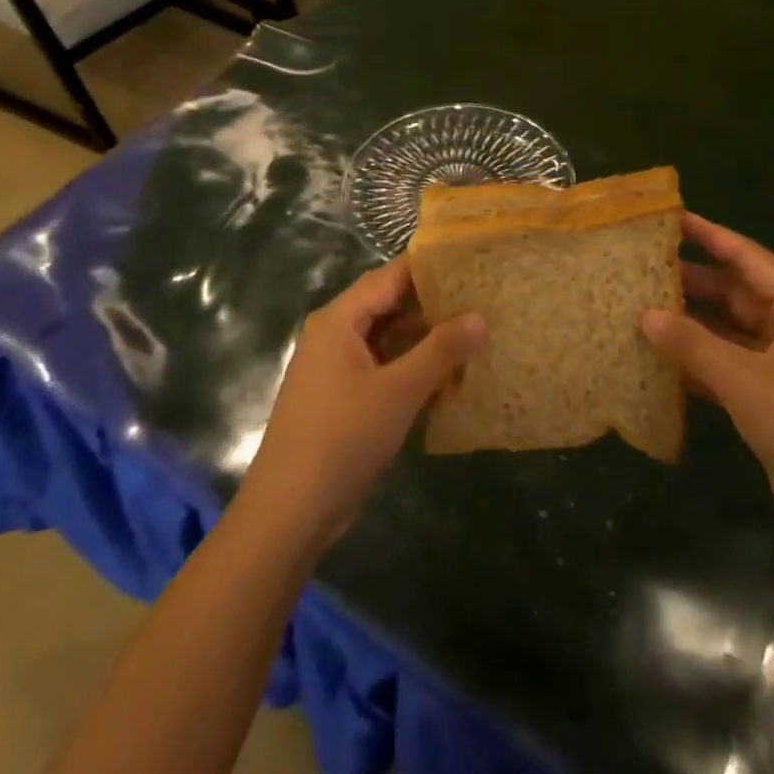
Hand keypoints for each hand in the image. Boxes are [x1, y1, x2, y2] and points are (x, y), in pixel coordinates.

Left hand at [238, 258, 485, 552]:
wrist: (290, 513)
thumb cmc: (341, 439)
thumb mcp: (398, 391)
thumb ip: (440, 350)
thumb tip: (481, 316)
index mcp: (339, 321)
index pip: (390, 276)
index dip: (429, 266)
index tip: (471, 260)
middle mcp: (335, 336)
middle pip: (389, 306)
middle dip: (433, 303)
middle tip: (483, 296)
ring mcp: (338, 369)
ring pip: (389, 340)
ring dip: (426, 339)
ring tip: (476, 332)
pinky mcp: (344, 399)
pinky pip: (384, 369)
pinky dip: (413, 368)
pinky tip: (450, 377)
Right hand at [642, 213, 773, 550]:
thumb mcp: (745, 381)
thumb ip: (693, 344)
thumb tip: (645, 314)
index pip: (749, 258)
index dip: (711, 236)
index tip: (672, 219)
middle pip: (738, 292)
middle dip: (694, 281)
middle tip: (644, 268)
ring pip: (730, 330)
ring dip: (693, 323)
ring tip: (644, 308)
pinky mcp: (773, 398)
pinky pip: (729, 365)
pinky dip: (700, 360)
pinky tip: (663, 359)